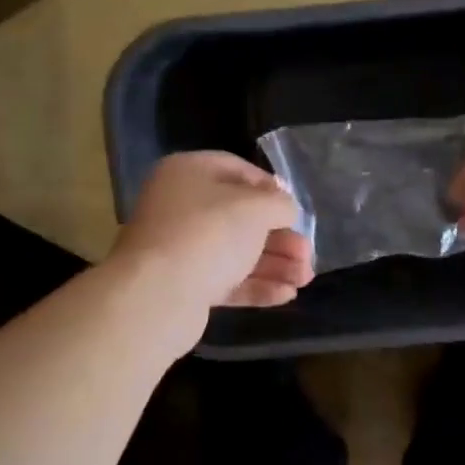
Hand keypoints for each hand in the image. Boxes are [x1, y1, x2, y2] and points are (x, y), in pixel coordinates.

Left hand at [111, 151, 315, 311]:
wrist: (158, 295)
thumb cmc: (209, 233)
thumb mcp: (255, 208)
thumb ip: (279, 204)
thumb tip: (285, 207)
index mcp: (188, 173)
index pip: (236, 170)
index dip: (270, 188)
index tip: (294, 208)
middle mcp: (180, 207)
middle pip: (240, 217)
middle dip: (279, 237)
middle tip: (307, 253)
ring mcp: (180, 248)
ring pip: (236, 252)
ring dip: (274, 264)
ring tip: (305, 278)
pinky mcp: (184, 285)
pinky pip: (226, 281)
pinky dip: (256, 286)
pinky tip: (287, 295)